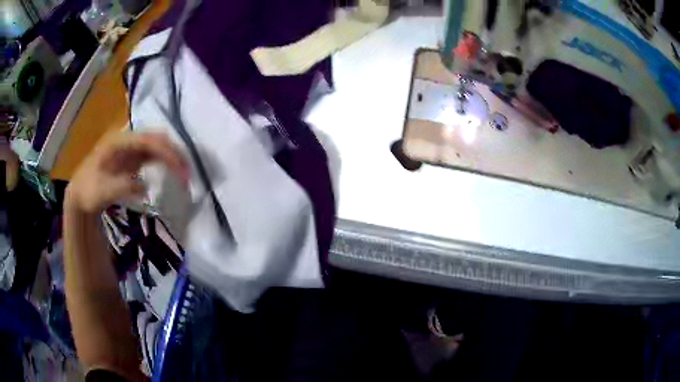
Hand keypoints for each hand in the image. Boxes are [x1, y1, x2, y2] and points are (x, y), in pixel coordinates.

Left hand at [66, 131, 188, 214]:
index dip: (165, 152)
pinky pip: (152, 155)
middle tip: (187, 172)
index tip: (180, 169)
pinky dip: (164, 162)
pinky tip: (171, 172)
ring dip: (171, 156)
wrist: (80, 195)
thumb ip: (123, 186)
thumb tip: (145, 186)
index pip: (147, 140)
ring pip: (156, 145)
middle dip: (173, 152)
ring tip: (184, 173)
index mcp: (118, 142)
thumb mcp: (102, 191)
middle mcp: (126, 139)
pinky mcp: (132, 158)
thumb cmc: (88, 191)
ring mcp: (129, 148)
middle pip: (155, 138)